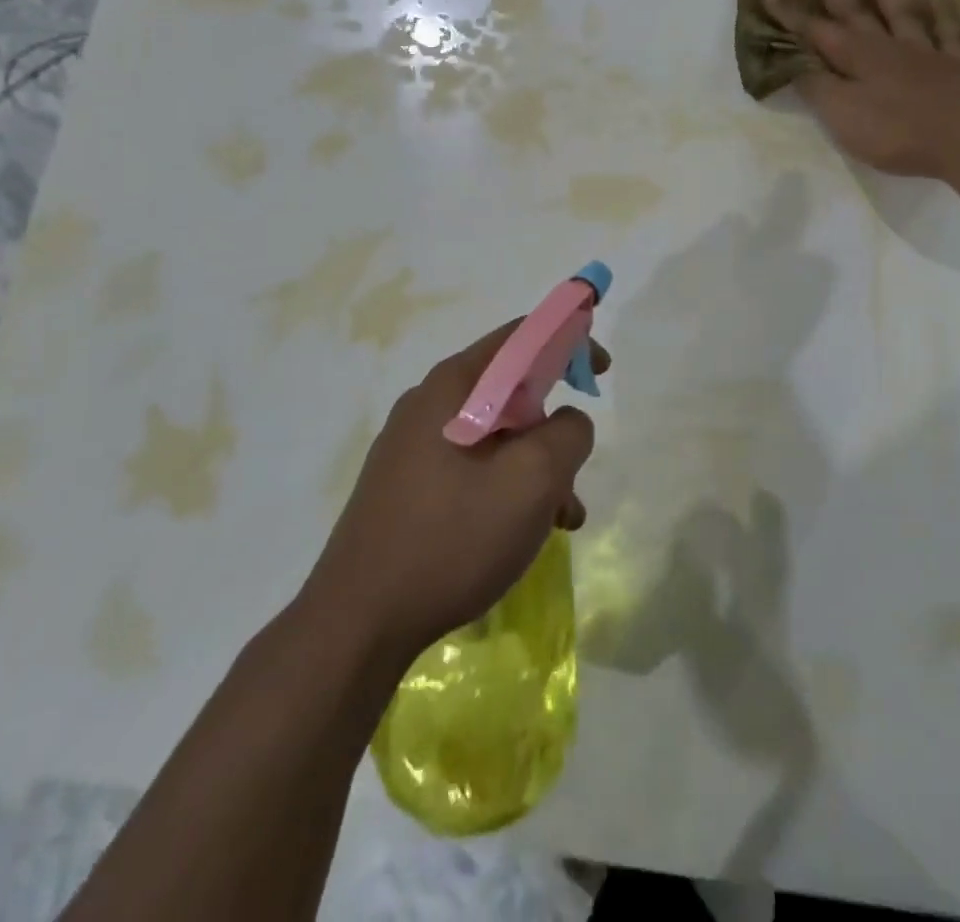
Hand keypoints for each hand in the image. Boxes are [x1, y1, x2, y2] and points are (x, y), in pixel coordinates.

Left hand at [305, 322, 607, 665]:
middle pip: (510, 389)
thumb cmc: (452, 538)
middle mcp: (429, 404)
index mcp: (453, 386)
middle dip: (554, 424)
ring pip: (496, 435)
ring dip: (536, 466)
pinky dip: (508, 487)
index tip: (601, 371)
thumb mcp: (532, 480)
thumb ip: (568, 433)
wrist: (358, 624)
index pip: (521, 336)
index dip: (569, 340)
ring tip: (562, 518)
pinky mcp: (407, 485)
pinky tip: (524, 534)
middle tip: (577, 464)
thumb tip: (567, 421)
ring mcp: (413, 446)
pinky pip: (473, 466)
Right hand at [765, 0, 959, 178]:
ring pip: (900, 11)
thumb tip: (796, 63)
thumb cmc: (892, 130)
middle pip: (855, 10)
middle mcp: (885, 46)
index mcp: (854, 57)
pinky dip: (941, 13)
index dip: (790, 15)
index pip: (814, 31)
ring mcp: (922, 52)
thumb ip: (817, 87)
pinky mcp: (953, 66)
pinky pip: (946, 32)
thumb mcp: (840, 114)